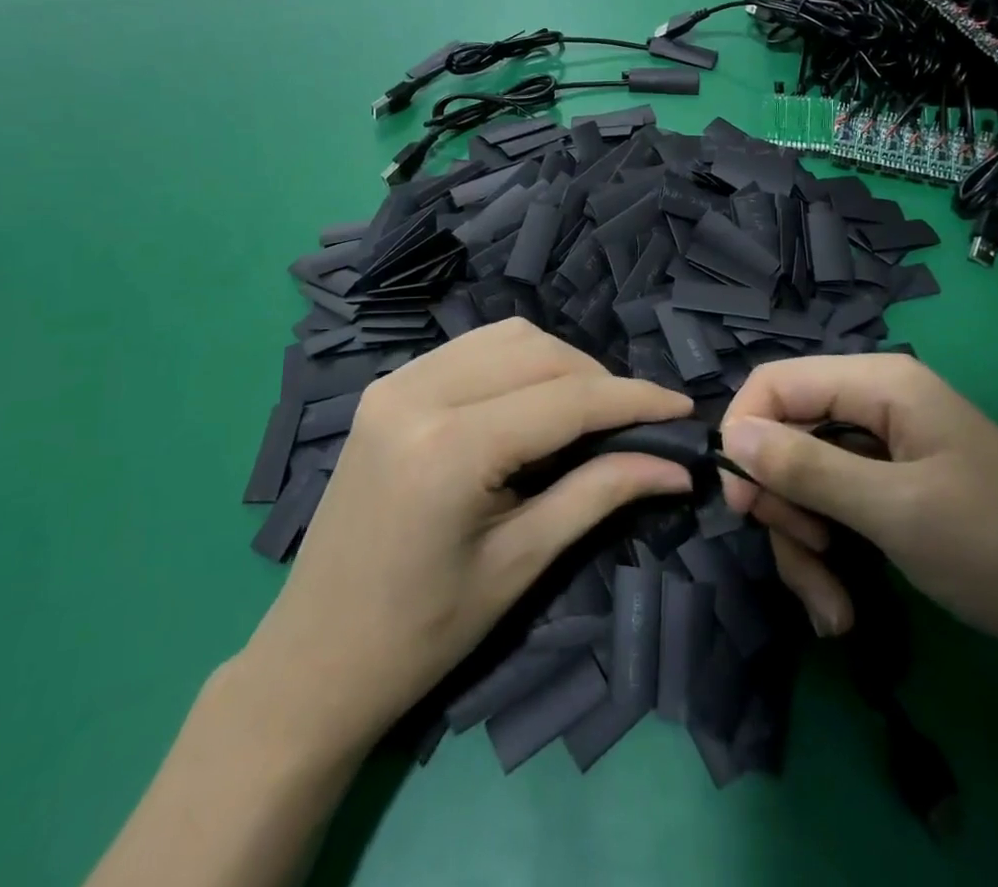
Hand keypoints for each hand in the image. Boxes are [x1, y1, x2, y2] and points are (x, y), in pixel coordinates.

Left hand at [241, 319, 694, 757]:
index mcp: (449, 446)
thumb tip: (676, 465)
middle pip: (538, 352)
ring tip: (589, 414)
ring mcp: (395, 381)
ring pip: (507, 338)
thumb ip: (601, 494)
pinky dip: (517, 365)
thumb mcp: (521, 563)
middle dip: (598, 380)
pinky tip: (533, 405)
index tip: (684, 408)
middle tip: (636, 423)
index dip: (634, 399)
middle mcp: (418, 392)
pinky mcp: (387, 386)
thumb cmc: (422, 632)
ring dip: (559, 365)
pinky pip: (472, 350)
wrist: (314, 658)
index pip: (566, 398)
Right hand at [719, 354, 997, 678]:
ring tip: (830, 606)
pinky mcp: (894, 496)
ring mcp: (885, 454)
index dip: (745, 432)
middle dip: (781, 503)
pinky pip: (833, 512)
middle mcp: (876, 408)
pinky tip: (841, 609)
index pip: (776, 383)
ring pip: (804, 483)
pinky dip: (828, 558)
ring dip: (804, 546)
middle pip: (786, 437)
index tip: (740, 501)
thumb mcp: (895, 509)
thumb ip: (806, 468)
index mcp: (878, 384)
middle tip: (802, 556)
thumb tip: (730, 435)